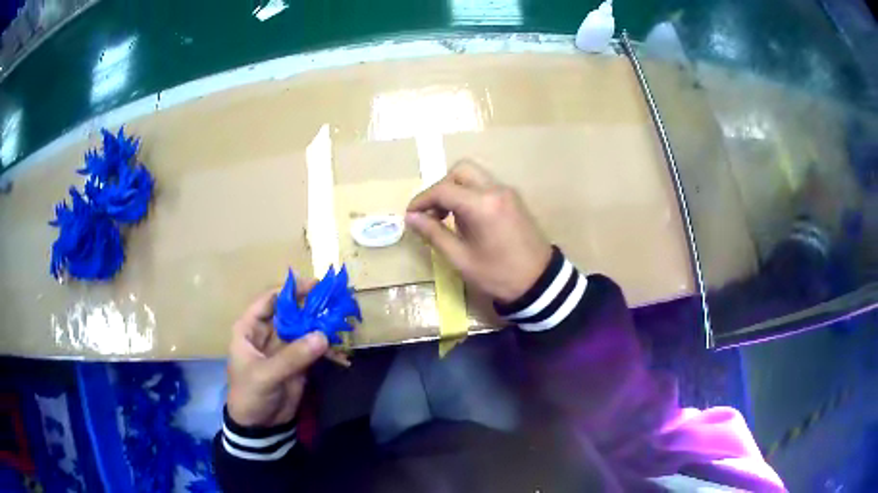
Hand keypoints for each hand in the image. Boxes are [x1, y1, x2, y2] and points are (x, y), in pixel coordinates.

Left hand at [226, 281, 328, 426]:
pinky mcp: (298, 362)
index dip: (290, 291)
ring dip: (320, 322)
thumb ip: (293, 356)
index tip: (314, 285)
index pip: (269, 301)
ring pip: (303, 327)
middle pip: (290, 311)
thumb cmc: (250, 394)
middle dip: (310, 305)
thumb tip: (323, 335)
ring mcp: (284, 347)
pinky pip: (312, 347)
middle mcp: (267, 333)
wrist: (259, 426)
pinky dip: (325, 344)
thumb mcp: (266, 375)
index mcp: (249, 329)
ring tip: (342, 316)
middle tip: (334, 299)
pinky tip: (340, 340)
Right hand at [406, 160, 551, 302]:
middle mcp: (495, 189)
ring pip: (474, 175)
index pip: (443, 189)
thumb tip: (411, 218)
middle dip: (441, 187)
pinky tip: (466, 218)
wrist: (540, 282)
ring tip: (446, 217)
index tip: (410, 215)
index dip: (422, 200)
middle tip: (432, 212)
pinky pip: (485, 185)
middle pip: (460, 171)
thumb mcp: (461, 259)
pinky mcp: (514, 198)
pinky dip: (470, 193)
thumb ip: (434, 233)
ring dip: (455, 189)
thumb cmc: (498, 274)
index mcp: (482, 205)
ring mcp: (507, 192)